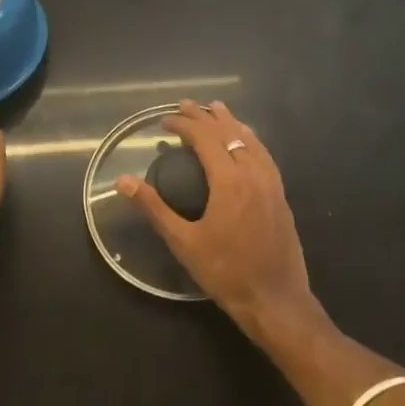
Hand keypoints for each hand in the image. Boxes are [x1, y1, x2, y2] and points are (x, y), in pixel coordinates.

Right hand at [115, 101, 321, 345]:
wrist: (275, 300)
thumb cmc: (225, 272)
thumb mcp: (184, 242)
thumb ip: (155, 208)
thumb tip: (123, 181)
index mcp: (229, 181)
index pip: (204, 139)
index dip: (184, 125)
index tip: (164, 121)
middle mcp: (253, 173)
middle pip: (228, 133)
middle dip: (205, 116)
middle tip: (185, 105)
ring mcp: (271, 183)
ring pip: (250, 140)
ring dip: (230, 122)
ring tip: (216, 108)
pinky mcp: (280, 194)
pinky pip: (264, 154)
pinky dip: (250, 138)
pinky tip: (246, 139)